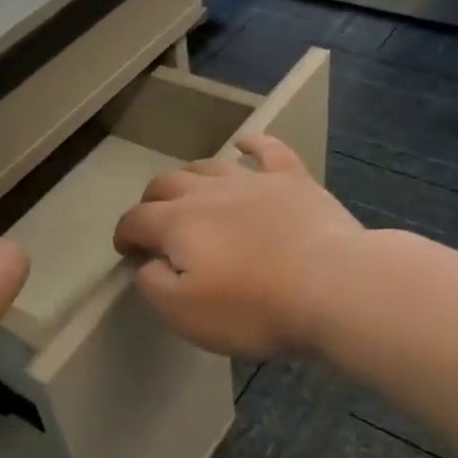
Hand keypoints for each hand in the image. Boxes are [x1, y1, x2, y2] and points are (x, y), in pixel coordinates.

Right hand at [113, 134, 364, 359]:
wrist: (332, 285)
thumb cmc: (255, 307)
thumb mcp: (186, 314)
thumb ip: (154, 285)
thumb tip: (147, 263)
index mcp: (177, 223)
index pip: (136, 220)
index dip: (125, 234)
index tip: (127, 251)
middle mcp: (208, 191)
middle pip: (166, 184)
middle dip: (152, 202)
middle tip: (156, 224)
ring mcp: (252, 179)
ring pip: (209, 165)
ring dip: (191, 176)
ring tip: (191, 192)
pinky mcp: (292, 179)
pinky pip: (268, 149)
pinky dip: (251, 143)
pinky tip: (245, 143)